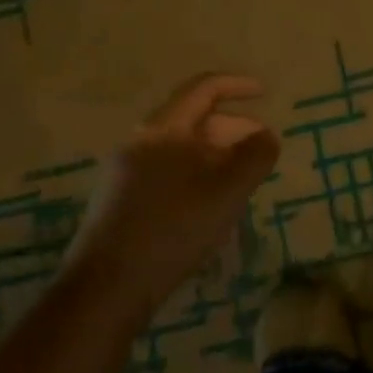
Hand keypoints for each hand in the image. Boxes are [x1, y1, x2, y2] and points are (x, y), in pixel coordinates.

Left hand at [65, 74, 281, 319]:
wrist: (106, 288)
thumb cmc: (174, 228)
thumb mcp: (229, 190)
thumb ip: (256, 156)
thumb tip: (266, 136)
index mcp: (163, 129)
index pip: (204, 89)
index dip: (237, 85)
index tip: (265, 92)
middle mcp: (140, 143)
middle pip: (194, 120)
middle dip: (233, 129)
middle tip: (261, 151)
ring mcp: (125, 173)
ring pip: (181, 150)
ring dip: (216, 156)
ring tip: (241, 182)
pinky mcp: (120, 202)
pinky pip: (167, 172)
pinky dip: (196, 175)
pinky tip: (209, 206)